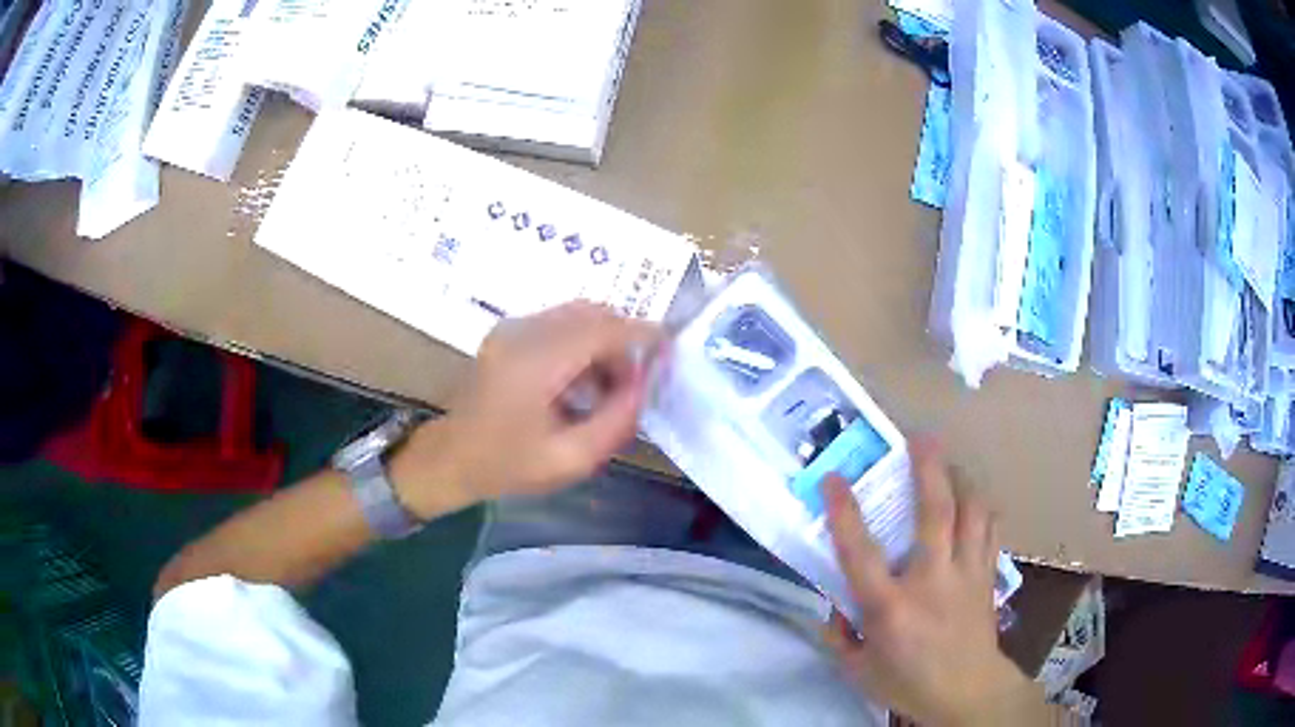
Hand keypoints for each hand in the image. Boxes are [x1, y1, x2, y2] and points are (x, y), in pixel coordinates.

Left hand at [395, 301, 661, 515]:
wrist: (451, 458)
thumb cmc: (508, 465)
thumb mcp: (571, 459)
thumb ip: (616, 420)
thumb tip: (645, 383)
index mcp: (534, 363)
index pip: (601, 328)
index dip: (641, 335)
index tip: (669, 352)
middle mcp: (522, 332)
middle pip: (592, 313)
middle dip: (624, 340)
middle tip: (634, 383)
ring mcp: (511, 328)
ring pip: (577, 315)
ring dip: (603, 342)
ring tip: (608, 389)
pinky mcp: (508, 332)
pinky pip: (559, 323)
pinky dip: (582, 343)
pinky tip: (581, 382)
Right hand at [821, 437, 1043, 726]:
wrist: (967, 691)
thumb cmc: (908, 682)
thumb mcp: (857, 670)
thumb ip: (839, 637)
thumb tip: (834, 606)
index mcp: (890, 607)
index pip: (860, 553)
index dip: (844, 512)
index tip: (834, 478)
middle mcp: (931, 580)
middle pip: (935, 511)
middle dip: (929, 467)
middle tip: (920, 437)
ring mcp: (966, 573)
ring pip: (971, 511)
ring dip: (961, 479)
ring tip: (950, 463)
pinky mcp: (987, 575)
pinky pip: (990, 529)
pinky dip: (982, 508)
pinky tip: (974, 502)